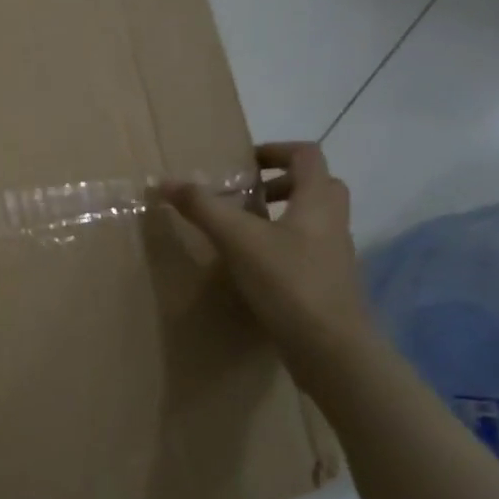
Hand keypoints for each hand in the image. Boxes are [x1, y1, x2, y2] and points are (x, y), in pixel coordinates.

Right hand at [162, 142, 371, 354]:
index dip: (275, 150)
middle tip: (246, 195)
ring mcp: (335, 254)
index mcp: (318, 200)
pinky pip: (308, 248)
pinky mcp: (328, 282)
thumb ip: (202, 207)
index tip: (244, 164)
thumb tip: (164, 182)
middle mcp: (333, 221)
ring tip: (243, 229)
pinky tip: (254, 265)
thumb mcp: (237, 239)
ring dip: (282, 214)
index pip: (307, 155)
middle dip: (280, 183)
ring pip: (313, 218)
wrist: (330, 347)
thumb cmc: (288, 281)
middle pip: (316, 185)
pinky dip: (283, 245)